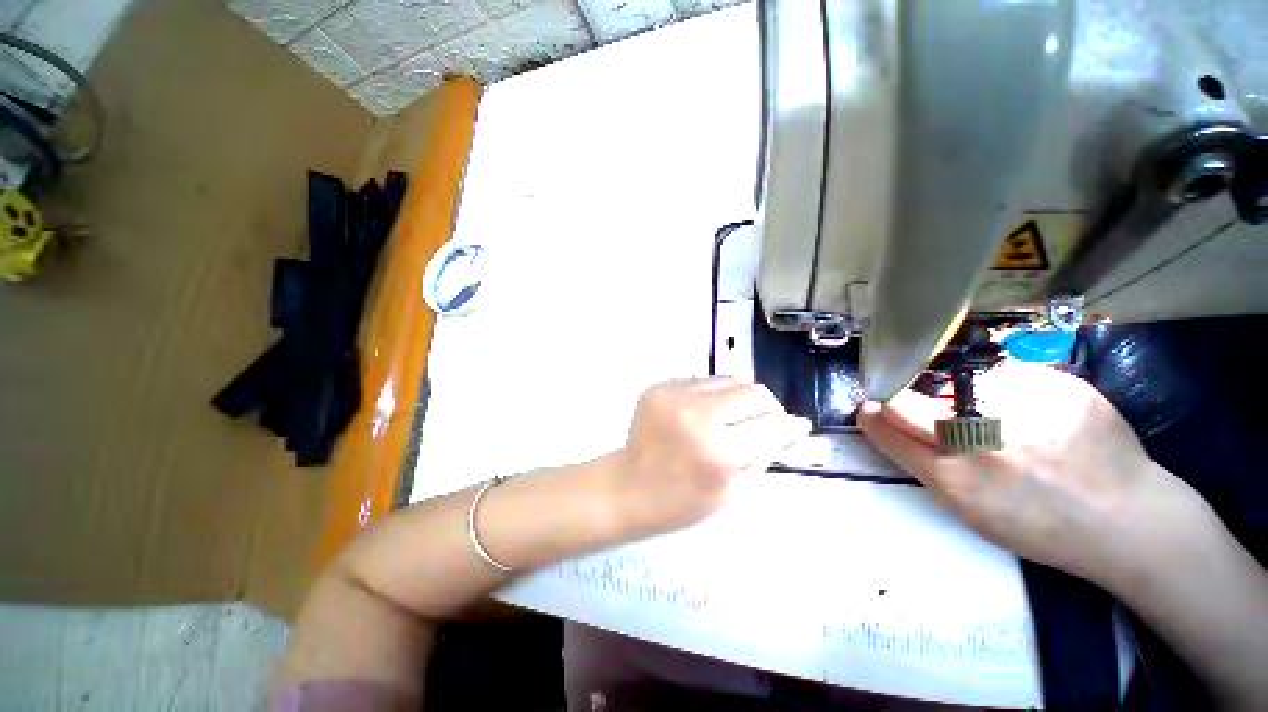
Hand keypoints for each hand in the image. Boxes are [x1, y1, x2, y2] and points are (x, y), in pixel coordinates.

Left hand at [609, 379, 810, 538]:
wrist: (627, 487)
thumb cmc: (681, 502)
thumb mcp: (733, 491)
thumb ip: (764, 455)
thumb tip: (792, 427)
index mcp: (718, 451)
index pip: (771, 425)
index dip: (789, 426)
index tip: (797, 427)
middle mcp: (697, 413)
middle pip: (753, 391)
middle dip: (767, 408)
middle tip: (762, 424)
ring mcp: (674, 394)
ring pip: (728, 380)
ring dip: (737, 399)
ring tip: (727, 420)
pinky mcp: (659, 386)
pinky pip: (701, 381)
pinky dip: (711, 396)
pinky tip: (700, 416)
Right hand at [858, 361, 1197, 586]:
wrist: (1126, 519)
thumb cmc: (1040, 525)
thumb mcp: (970, 510)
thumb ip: (927, 464)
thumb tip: (893, 423)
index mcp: (952, 476)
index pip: (886, 425)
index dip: (873, 414)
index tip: (871, 408)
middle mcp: (975, 437)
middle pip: (905, 400)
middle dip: (898, 400)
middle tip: (914, 404)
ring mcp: (1015, 406)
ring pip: (949, 383)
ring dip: (956, 395)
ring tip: (993, 417)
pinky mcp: (1052, 384)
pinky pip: (1003, 374)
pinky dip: (1004, 389)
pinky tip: (1030, 412)